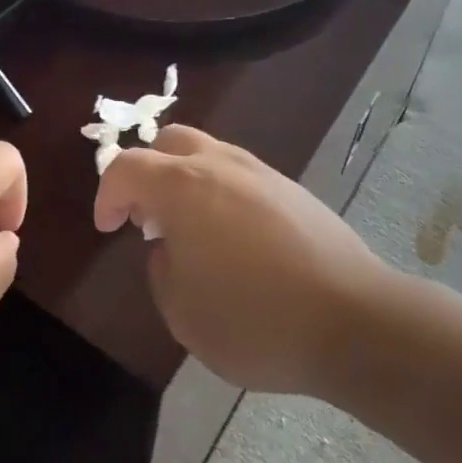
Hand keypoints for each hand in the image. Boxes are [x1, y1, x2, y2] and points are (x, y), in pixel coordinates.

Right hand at [94, 126, 383, 394]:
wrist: (353, 319)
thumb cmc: (255, 320)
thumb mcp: (183, 314)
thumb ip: (162, 271)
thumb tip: (170, 249)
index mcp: (182, 187)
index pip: (127, 167)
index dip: (108, 194)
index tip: (108, 227)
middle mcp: (219, 165)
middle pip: (170, 142)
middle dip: (148, 172)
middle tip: (147, 217)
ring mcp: (260, 172)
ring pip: (209, 154)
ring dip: (187, 181)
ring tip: (191, 231)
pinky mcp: (292, 189)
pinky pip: (240, 175)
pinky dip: (221, 193)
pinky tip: (234, 239)